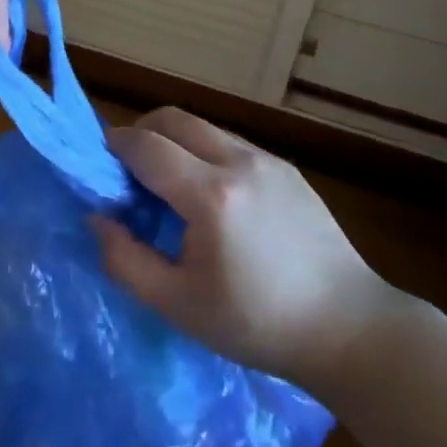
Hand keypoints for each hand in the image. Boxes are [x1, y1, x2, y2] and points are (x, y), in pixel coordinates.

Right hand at [91, 108, 407, 387]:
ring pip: (203, 127)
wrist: (348, 327)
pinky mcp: (287, 168)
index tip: (99, 163)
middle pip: (173, 118)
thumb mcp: (178, 305)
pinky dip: (205, 152)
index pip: (146, 146)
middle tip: (129, 170)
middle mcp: (239, 162)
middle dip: (141, 132)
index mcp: (210, 196)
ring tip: (169, 185)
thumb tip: (97, 218)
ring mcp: (268, 160)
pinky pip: (231, 143)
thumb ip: (125, 260)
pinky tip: (211, 197)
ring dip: (174, 141)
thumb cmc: (257, 323)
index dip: (114, 146)